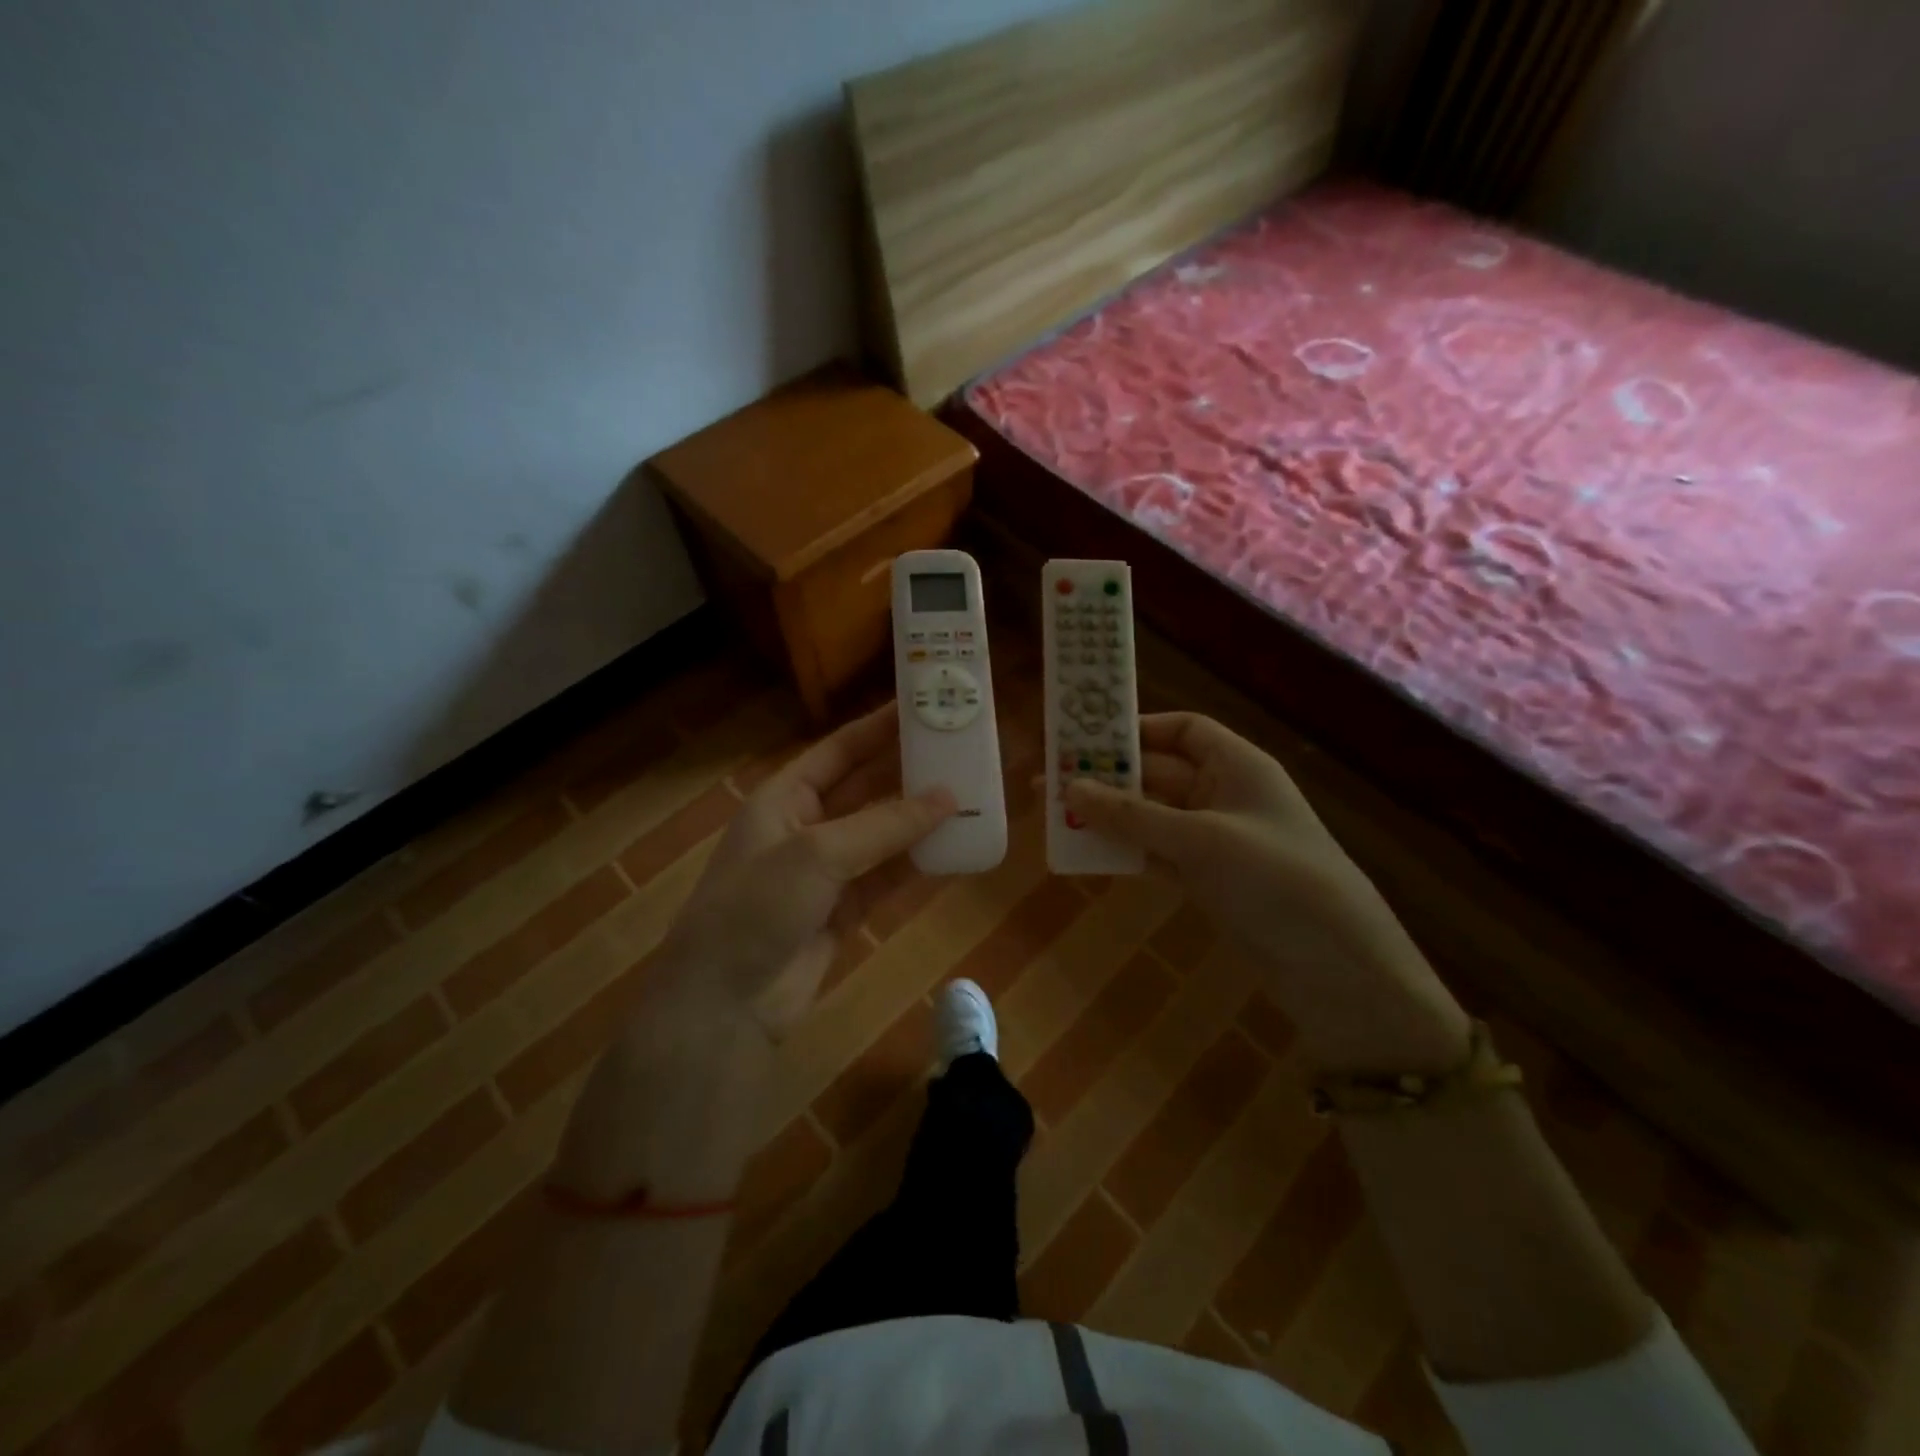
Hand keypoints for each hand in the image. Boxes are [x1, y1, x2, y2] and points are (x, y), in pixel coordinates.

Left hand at [656, 702, 955, 1037]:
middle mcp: (806, 827)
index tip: (923, 707)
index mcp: (784, 797)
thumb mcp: (817, 854)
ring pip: (883, 835)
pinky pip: (888, 877)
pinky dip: (918, 865)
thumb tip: (948, 797)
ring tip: (971, 797)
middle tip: (960, 753)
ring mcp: (827, 872)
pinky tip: (955, 850)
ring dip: (921, 820)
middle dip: (909, 773)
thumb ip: (885, 825)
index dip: (879, 728)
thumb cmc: (758, 906)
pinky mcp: (845, 910)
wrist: (726, 1003)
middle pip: (866, 789)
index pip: (839, 750)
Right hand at [1064, 713, 1469, 1073]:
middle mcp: (1225, 796)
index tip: (1088, 739)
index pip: (1184, 731)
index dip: (1138, 730)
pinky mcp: (1207, 881)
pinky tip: (1087, 854)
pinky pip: (1156, 854)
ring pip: (1152, 817)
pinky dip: (1126, 852)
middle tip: (1050, 782)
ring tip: (1056, 817)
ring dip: (1110, 817)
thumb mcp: (1200, 840)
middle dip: (1109, 777)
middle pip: (1159, 774)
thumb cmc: (1274, 878)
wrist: (1335, 966)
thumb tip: (1068, 787)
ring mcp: (1215, 841)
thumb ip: (1132, 815)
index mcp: (1237, 766)